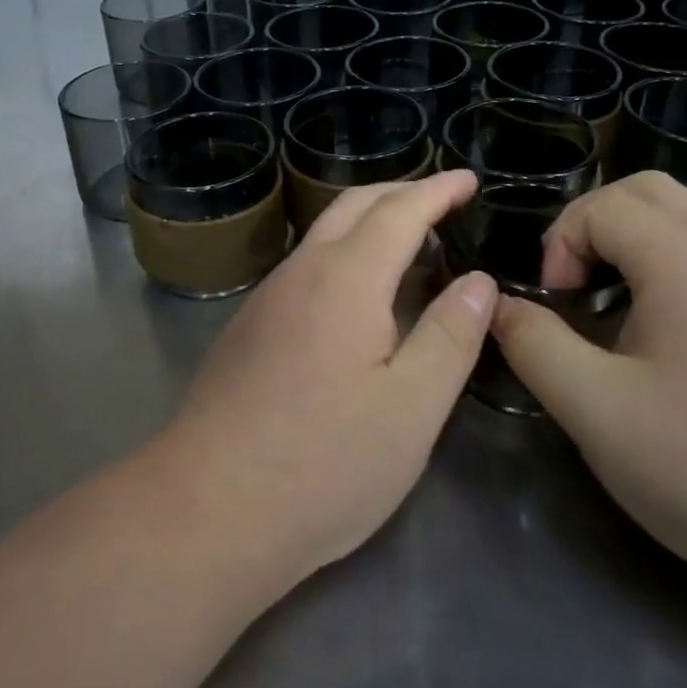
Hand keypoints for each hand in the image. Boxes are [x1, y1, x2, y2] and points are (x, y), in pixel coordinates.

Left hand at [160, 171, 495, 585]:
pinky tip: (358, 292)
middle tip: (444, 200)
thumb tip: (479, 281)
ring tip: (409, 240)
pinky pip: (307, 264)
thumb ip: (450, 336)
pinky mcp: (249, 327)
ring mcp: (267, 298)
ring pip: (324, 233)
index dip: (438, 190)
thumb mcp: (411, 409)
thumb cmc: (322, 463)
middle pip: (353, 205)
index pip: (399, 210)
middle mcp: (301, 272)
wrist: (206, 508)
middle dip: (402, 192)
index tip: (470, 179)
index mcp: (346, 279)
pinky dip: (345, 251)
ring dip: (370, 220)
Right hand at [490, 172, 686, 597]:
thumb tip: (498, 306)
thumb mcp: (595, 411)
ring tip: (612, 310)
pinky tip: (665, 344)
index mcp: (685, 264)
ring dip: (633, 245)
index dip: (562, 242)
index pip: (604, 205)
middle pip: (649, 191)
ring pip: (686, 222)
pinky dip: (669, 270)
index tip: (557, 304)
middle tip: (575, 284)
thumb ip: (534, 346)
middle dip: (594, 223)